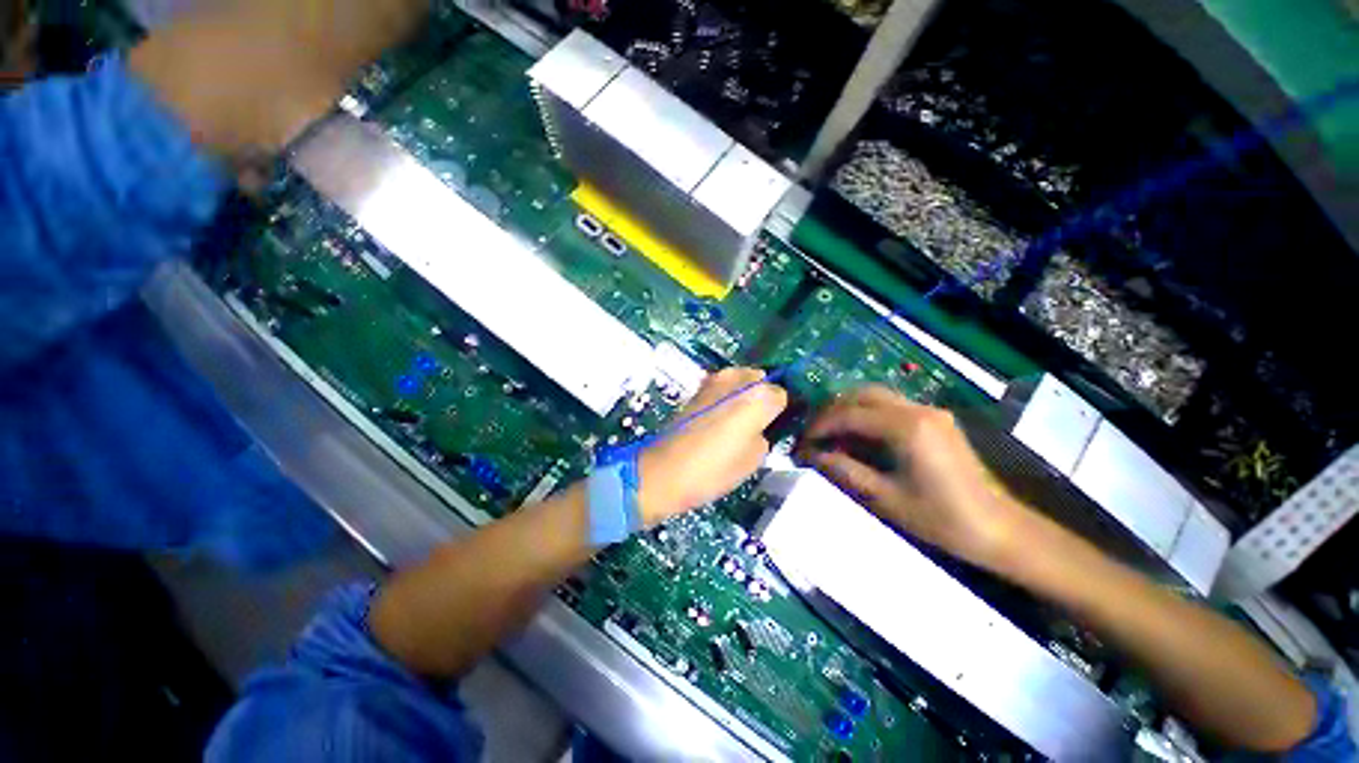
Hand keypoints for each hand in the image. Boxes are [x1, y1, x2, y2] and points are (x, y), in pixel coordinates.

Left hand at [638, 367, 787, 524]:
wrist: (664, 471)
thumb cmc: (713, 469)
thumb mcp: (753, 459)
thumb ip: (765, 434)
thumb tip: (761, 426)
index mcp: (757, 396)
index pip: (783, 394)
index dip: (780, 411)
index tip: (775, 426)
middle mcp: (737, 378)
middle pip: (761, 381)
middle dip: (761, 398)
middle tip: (757, 424)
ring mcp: (714, 380)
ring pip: (740, 381)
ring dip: (743, 396)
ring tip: (736, 423)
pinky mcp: (697, 388)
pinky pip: (722, 388)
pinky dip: (725, 398)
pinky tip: (718, 420)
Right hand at [800, 385, 1024, 565]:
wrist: (998, 529)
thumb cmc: (941, 519)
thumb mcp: (885, 498)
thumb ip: (844, 470)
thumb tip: (810, 455)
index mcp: (906, 427)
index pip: (848, 413)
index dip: (819, 426)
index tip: (802, 442)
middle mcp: (917, 409)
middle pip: (860, 395)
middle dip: (831, 412)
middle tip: (814, 434)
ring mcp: (929, 411)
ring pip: (875, 396)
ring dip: (848, 410)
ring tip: (831, 434)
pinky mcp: (935, 419)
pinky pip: (891, 406)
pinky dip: (867, 414)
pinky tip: (859, 435)